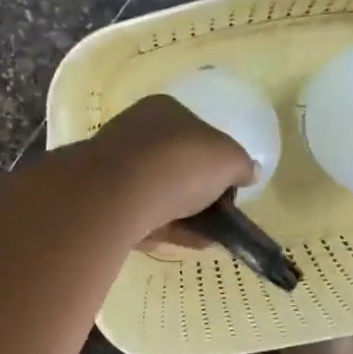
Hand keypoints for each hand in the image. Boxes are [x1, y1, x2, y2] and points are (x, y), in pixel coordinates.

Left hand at [86, 95, 255, 244]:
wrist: (119, 195)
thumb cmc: (179, 162)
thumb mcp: (229, 159)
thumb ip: (242, 165)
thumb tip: (249, 171)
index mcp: (164, 110)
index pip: (196, 131)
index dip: (216, 159)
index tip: (229, 186)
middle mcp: (135, 132)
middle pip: (176, 165)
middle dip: (198, 192)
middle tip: (219, 214)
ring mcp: (115, 167)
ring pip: (158, 194)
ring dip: (185, 216)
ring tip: (208, 237)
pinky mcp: (103, 202)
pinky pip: (142, 217)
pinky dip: (165, 229)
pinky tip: (185, 243)